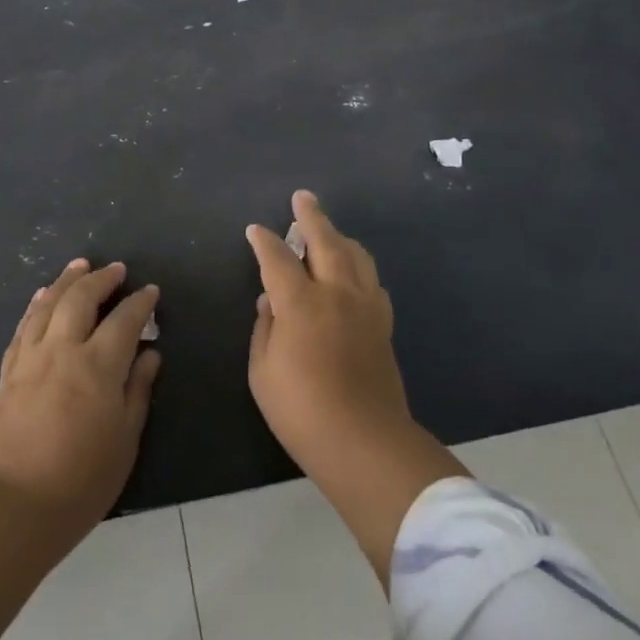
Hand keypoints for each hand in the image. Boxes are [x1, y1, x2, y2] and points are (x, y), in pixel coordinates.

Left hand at [0, 259, 160, 535]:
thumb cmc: (81, 480)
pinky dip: (36, 305)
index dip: (140, 302)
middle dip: (101, 279)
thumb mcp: (125, 439)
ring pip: (48, 304)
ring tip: (79, 265)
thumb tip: (150, 354)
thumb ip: (138, 390)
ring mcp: (31, 358)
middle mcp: (63, 350)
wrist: (14, 505)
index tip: (150, 291)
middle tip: (116, 268)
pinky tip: (41, 297)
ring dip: (66, 280)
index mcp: (99, 366)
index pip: (124, 319)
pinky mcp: (8, 372)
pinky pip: (24, 326)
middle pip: (81, 298)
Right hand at [247, 191, 466, 588]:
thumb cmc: (301, 410)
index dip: (264, 241)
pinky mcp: (383, 324)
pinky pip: (372, 281)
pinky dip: (359, 266)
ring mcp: (366, 306)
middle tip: (302, 197)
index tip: (255, 230)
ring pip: (356, 255)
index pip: (278, 259)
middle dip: (311, 216)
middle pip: (325, 241)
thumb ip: (264, 328)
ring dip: (339, 237)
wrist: (364, 441)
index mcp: (302, 303)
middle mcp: (337, 293)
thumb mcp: (262, 371)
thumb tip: (270, 301)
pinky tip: (353, 272)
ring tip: (329, 230)